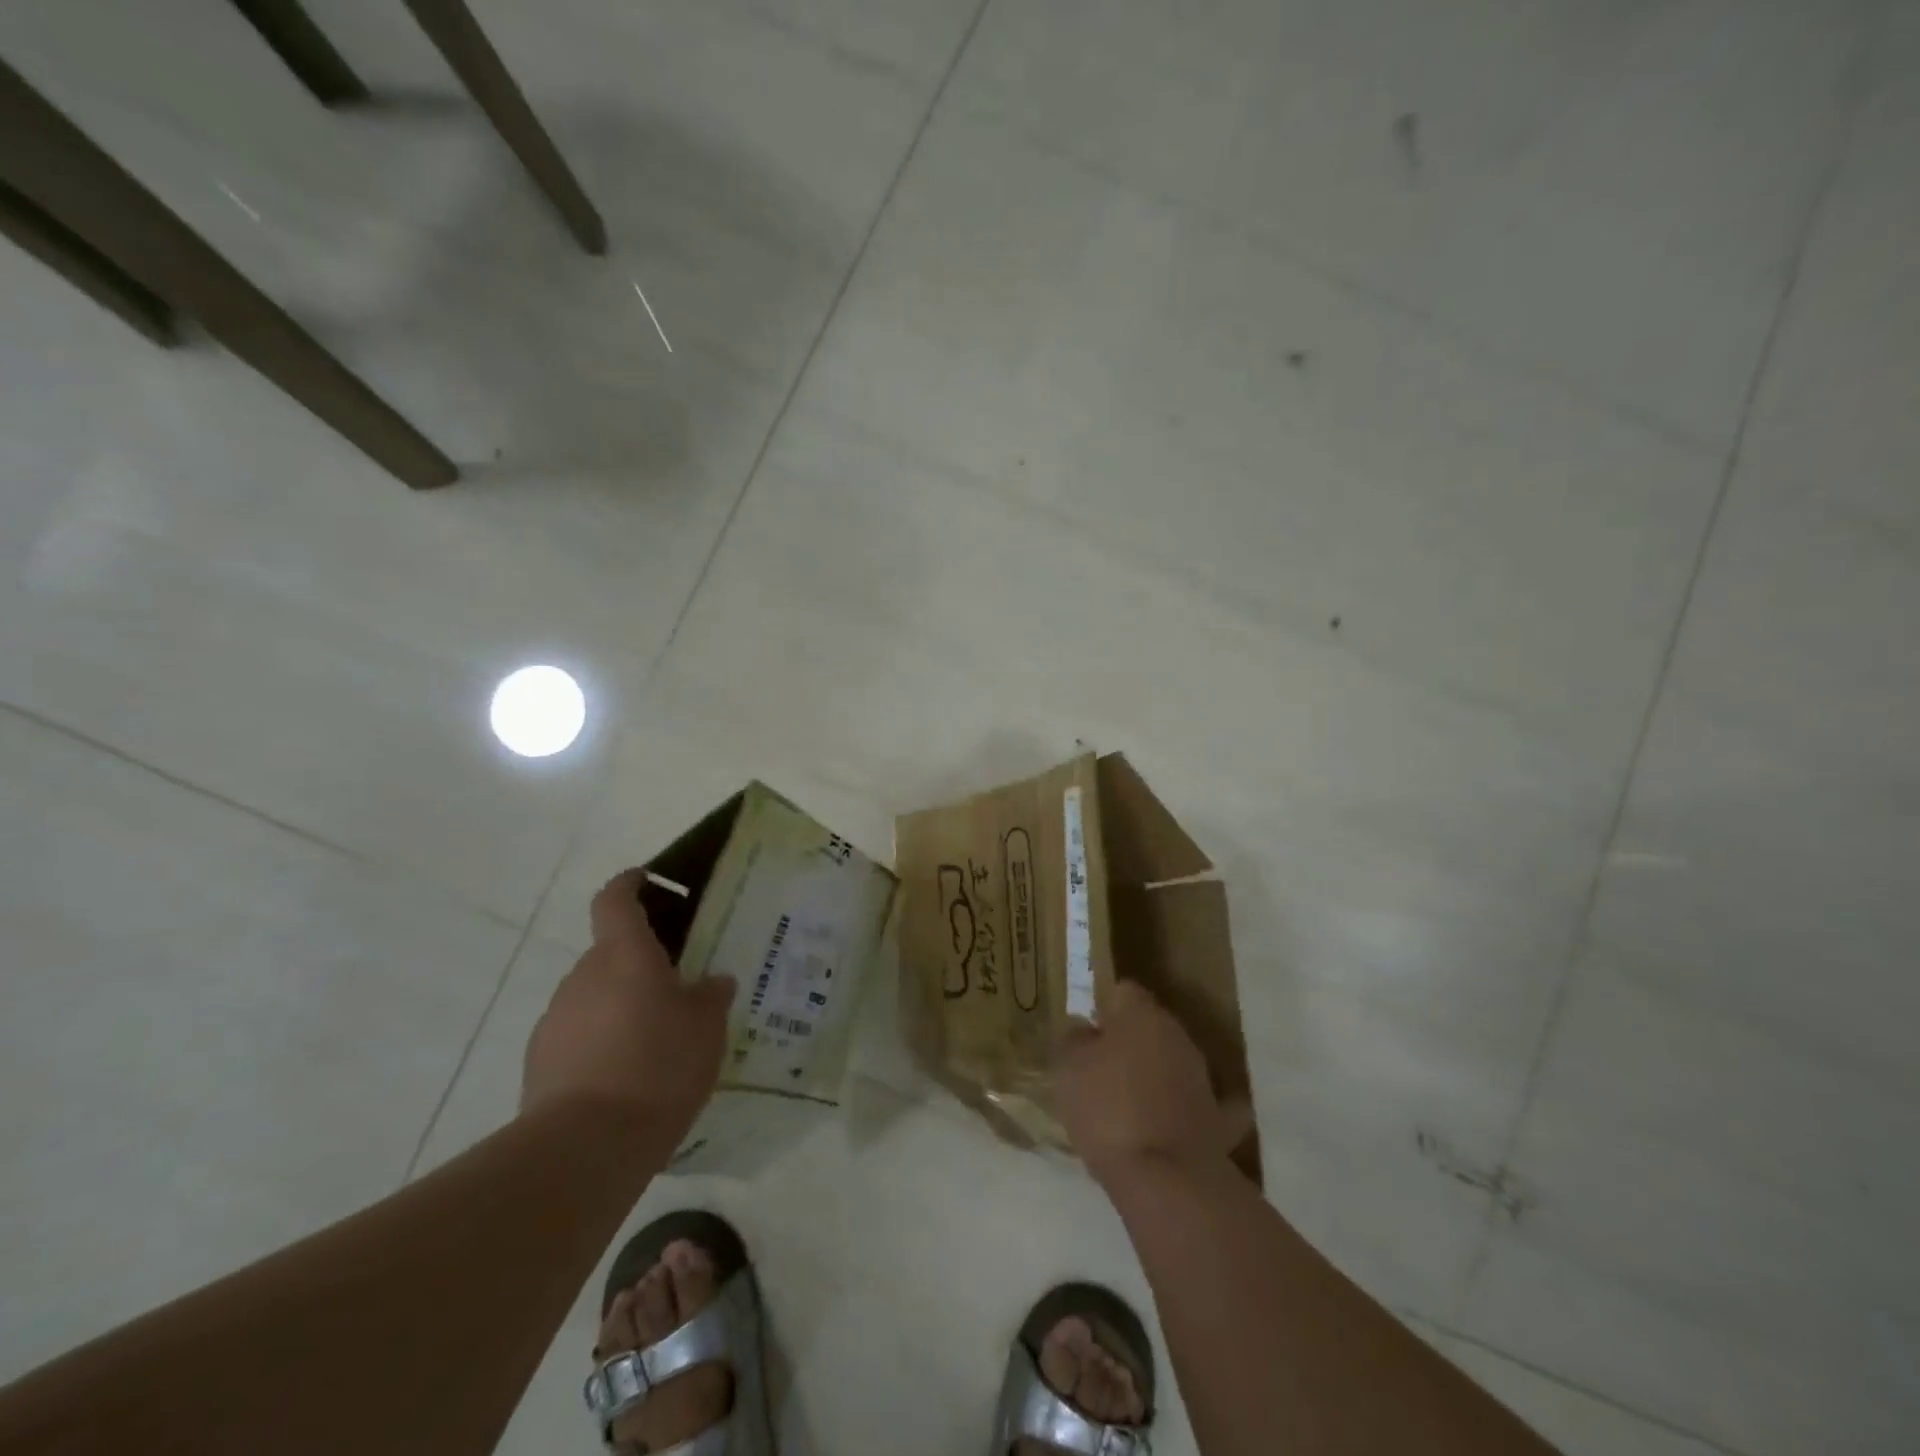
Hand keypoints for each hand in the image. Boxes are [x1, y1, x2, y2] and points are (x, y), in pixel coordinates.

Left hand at [522, 869, 736, 1137]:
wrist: (584, 1147)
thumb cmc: (658, 1066)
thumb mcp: (706, 1029)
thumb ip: (710, 997)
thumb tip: (712, 982)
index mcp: (624, 955)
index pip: (615, 900)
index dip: (629, 884)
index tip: (645, 879)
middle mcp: (583, 976)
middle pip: (610, 953)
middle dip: (639, 963)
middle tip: (677, 986)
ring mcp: (556, 1019)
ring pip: (594, 995)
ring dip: (620, 1005)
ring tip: (655, 1040)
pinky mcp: (540, 1061)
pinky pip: (579, 1034)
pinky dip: (602, 1042)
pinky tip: (628, 1075)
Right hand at [1054, 980, 1241, 1184]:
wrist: (1168, 1179)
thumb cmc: (1109, 1109)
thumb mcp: (1069, 1068)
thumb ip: (1073, 1038)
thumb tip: (1082, 1027)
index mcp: (1143, 1015)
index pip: (1123, 991)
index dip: (1102, 1006)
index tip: (1085, 1030)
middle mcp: (1178, 1036)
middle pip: (1148, 1026)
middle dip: (1126, 1041)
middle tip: (1097, 1067)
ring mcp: (1201, 1078)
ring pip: (1168, 1062)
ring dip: (1149, 1074)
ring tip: (1120, 1104)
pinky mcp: (1214, 1119)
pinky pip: (1187, 1104)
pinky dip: (1174, 1109)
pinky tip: (1157, 1127)